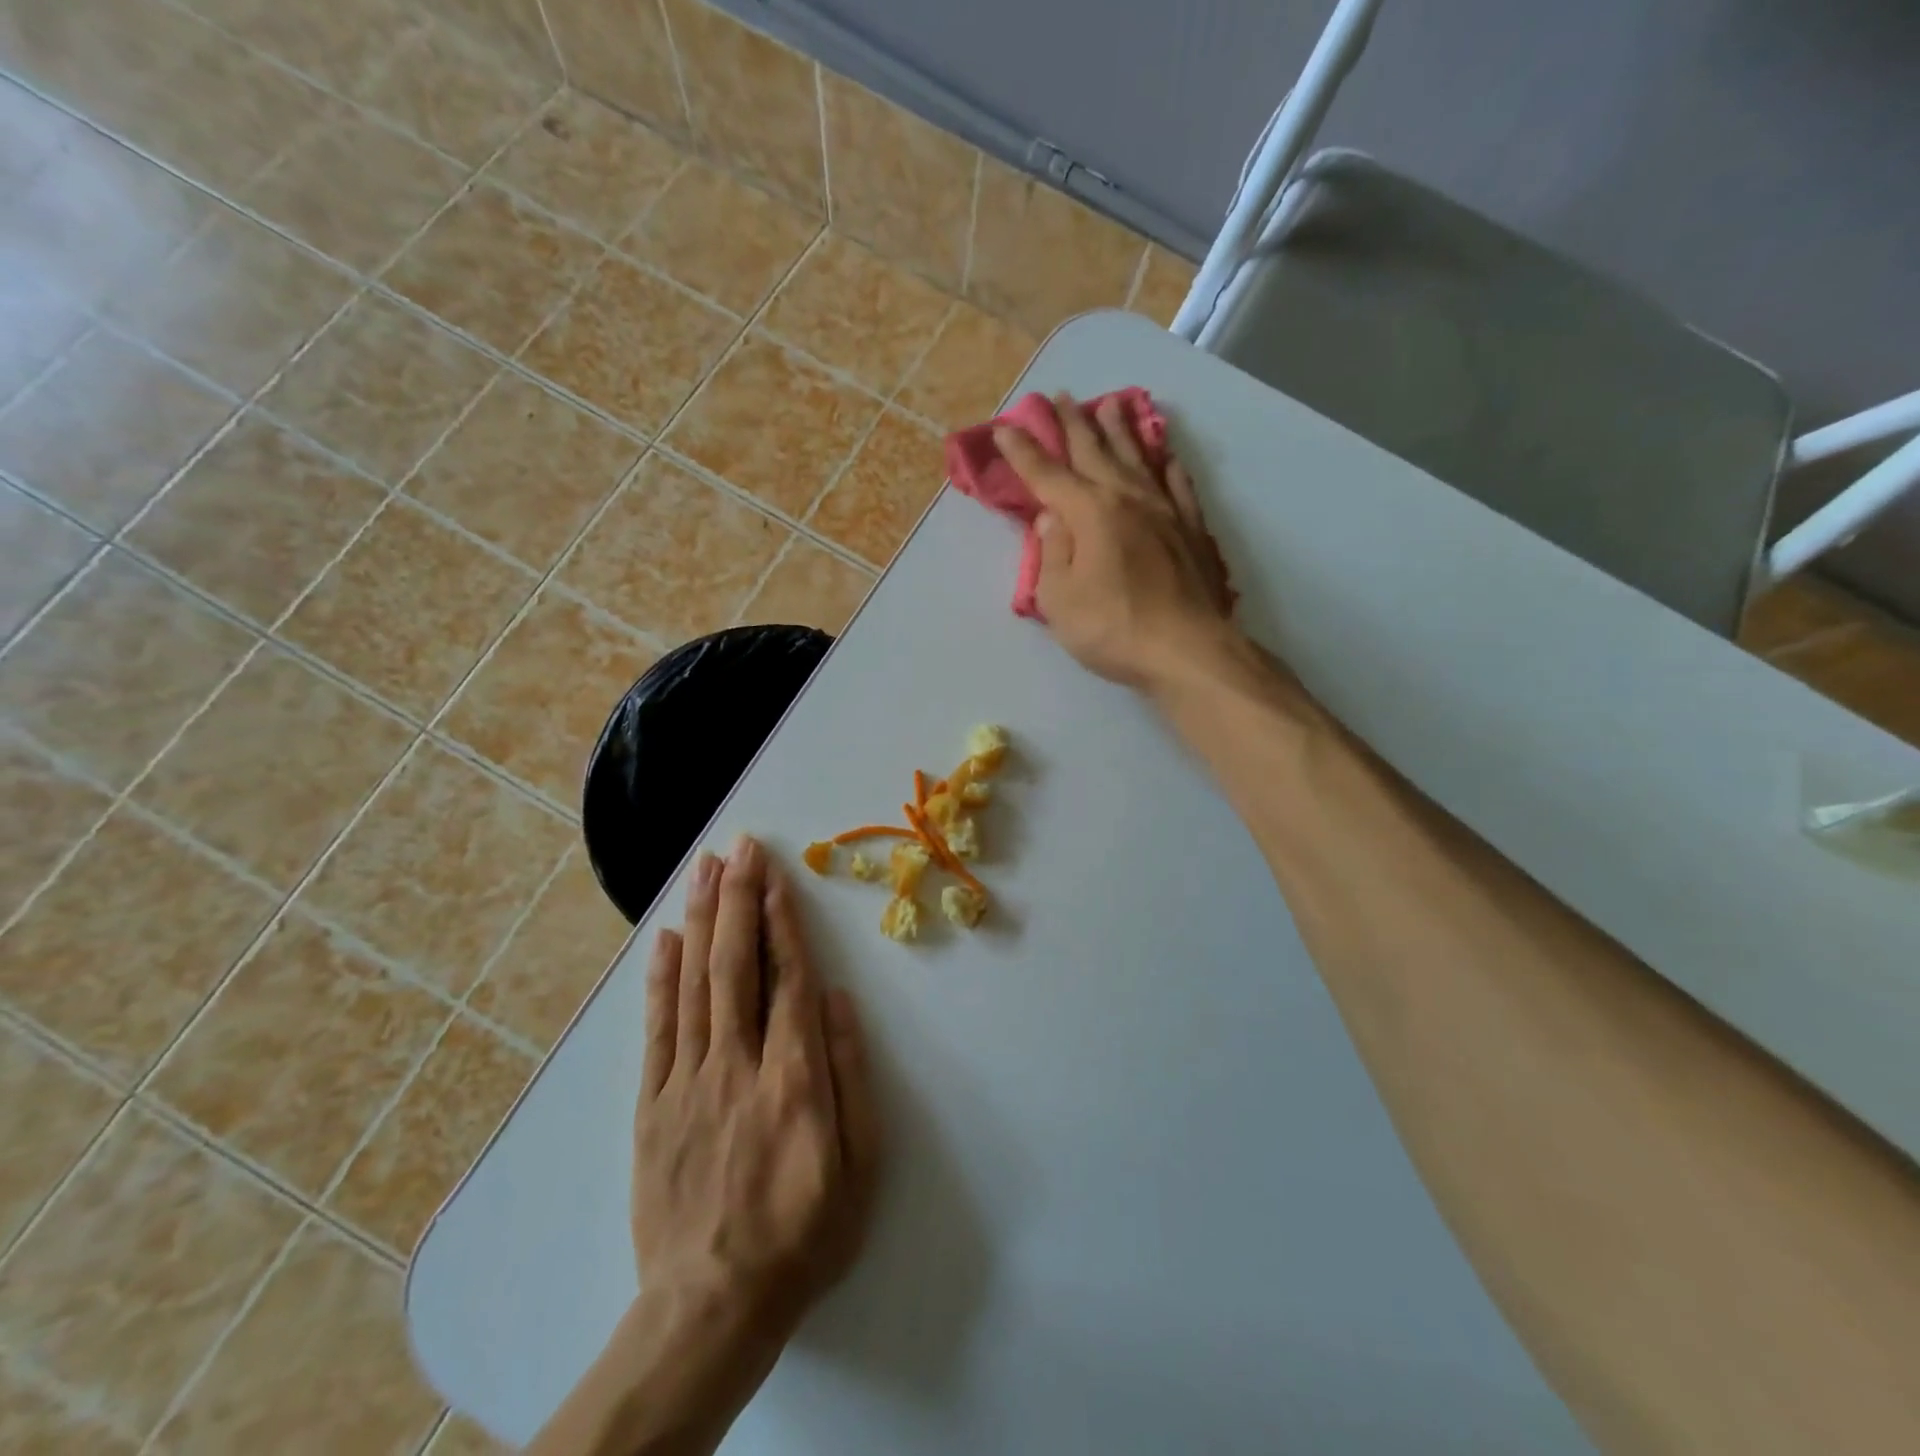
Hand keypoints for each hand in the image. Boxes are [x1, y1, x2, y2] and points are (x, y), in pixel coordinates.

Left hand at [635, 836, 880, 1344]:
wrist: (711, 1307)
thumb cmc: (803, 1233)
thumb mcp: (860, 1166)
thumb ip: (851, 1076)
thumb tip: (839, 1001)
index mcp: (794, 1079)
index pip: (789, 981)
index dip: (782, 923)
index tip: (776, 877)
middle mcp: (737, 1065)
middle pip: (737, 966)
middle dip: (738, 898)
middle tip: (740, 847)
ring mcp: (687, 1081)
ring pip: (694, 983)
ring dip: (700, 919)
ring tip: (704, 868)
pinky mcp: (651, 1104)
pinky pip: (656, 1028)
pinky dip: (661, 977)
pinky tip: (665, 937)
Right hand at [995, 392, 1234, 691]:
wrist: (1186, 649)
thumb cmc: (1112, 628)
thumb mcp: (1059, 599)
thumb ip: (1052, 552)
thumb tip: (1052, 516)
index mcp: (1089, 513)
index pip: (1047, 475)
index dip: (1023, 451)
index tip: (1005, 427)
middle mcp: (1127, 499)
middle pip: (1095, 452)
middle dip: (1073, 424)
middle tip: (1060, 396)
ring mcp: (1165, 511)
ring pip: (1138, 457)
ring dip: (1121, 430)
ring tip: (1110, 405)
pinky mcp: (1192, 530)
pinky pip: (1179, 485)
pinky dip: (1168, 466)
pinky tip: (1166, 456)